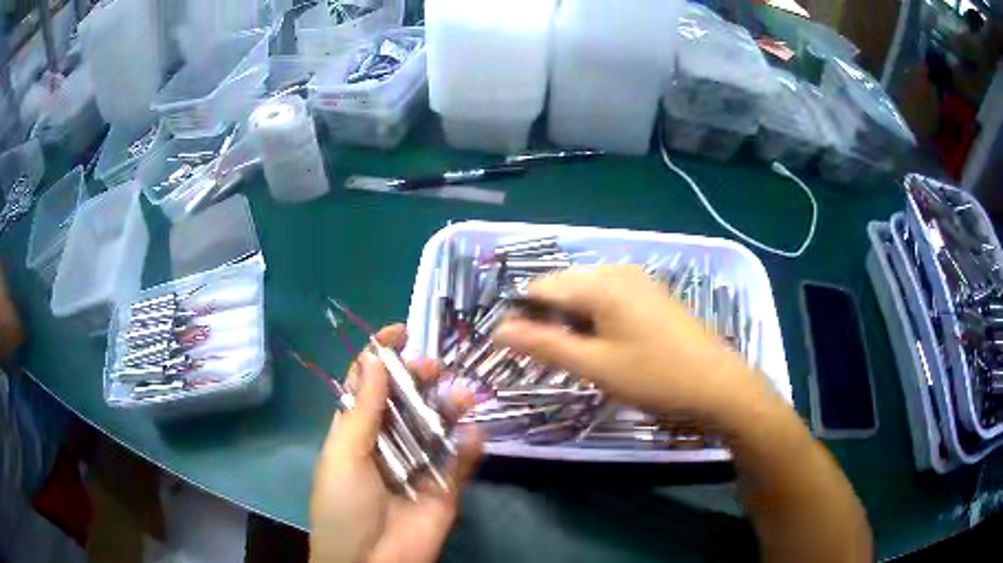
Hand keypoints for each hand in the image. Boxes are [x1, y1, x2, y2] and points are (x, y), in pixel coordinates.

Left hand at [310, 325, 481, 562]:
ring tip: (463, 396)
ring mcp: (418, 465)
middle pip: (405, 400)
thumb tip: (374, 357)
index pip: (366, 385)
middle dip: (418, 378)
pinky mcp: (444, 488)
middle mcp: (386, 443)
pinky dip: (470, 446)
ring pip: (436, 425)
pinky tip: (474, 435)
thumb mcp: (344, 455)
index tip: (401, 330)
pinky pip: (460, 461)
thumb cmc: (343, 506)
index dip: (381, 356)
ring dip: (449, 406)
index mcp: (355, 432)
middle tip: (434, 366)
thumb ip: (363, 410)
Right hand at [493, 266, 759, 421]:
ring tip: (576, 355)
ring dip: (571, 320)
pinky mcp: (653, 294)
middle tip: (548, 357)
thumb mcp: (595, 366)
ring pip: (586, 293)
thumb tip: (498, 330)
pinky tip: (604, 344)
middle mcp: (618, 271)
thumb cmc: (655, 377)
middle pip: (563, 287)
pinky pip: (609, 298)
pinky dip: (595, 318)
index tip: (514, 348)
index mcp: (601, 284)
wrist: (719, 385)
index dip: (521, 316)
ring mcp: (640, 280)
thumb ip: (544, 344)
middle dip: (547, 318)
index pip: (541, 288)